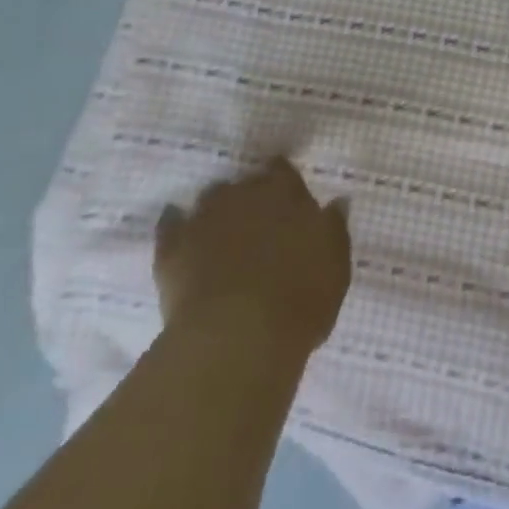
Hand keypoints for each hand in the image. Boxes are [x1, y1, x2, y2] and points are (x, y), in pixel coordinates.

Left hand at [154, 159, 351, 352]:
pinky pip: (170, 224)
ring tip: (222, 230)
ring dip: (217, 209)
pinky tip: (178, 231)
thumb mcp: (335, 267)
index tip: (287, 196)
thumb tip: (337, 202)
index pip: (283, 171)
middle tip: (257, 220)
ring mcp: (205, 217)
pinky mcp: (172, 247)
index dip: (284, 181)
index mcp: (285, 193)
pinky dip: (175, 225)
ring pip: (211, 198)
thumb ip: (334, 230)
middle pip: (245, 183)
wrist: (236, 337)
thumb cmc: (298, 301)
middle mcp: (244, 194)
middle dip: (250, 196)